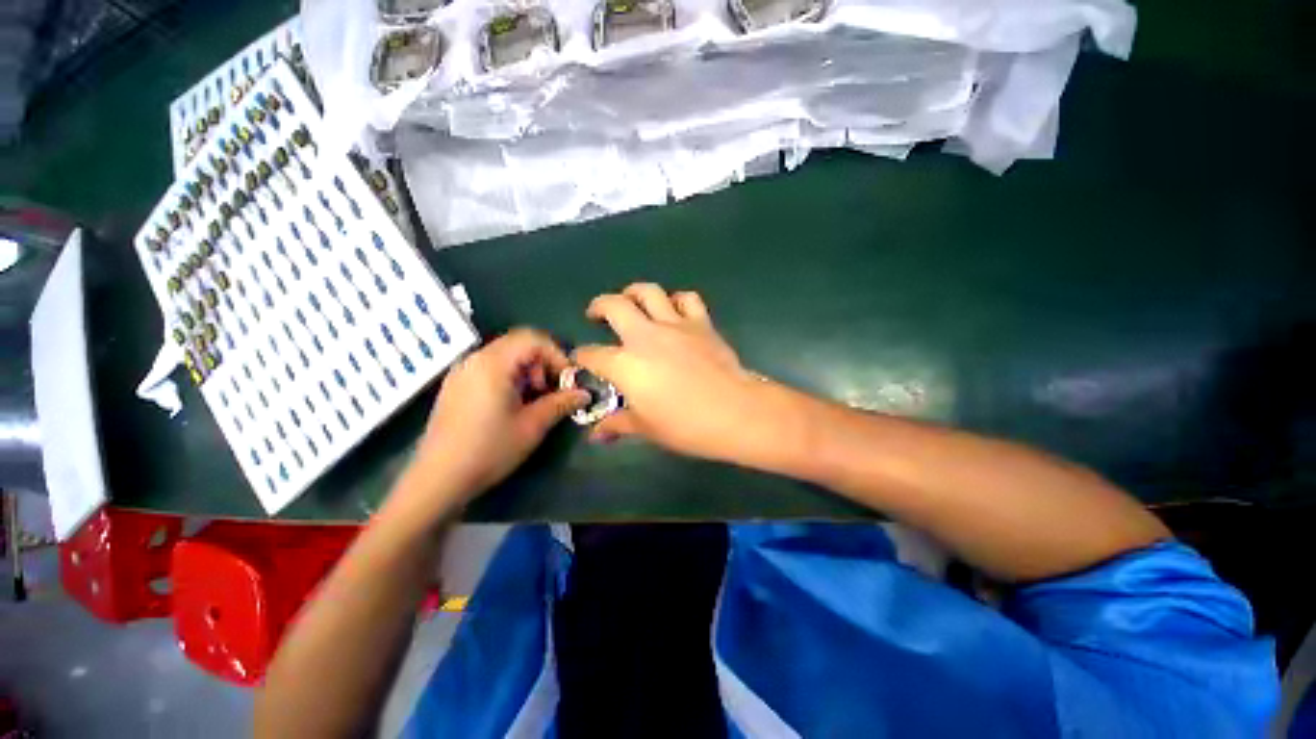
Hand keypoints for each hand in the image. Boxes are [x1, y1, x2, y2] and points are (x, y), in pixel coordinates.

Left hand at [401, 329, 587, 510]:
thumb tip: (585, 393)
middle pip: (518, 344)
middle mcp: (474, 359)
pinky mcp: (455, 386)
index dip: (556, 354)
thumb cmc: (489, 449)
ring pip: (504, 356)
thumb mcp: (532, 426)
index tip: (567, 379)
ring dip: (527, 371)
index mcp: (493, 363)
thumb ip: (561, 403)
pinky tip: (512, 405)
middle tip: (550, 391)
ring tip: (533, 400)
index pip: (532, 339)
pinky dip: (509, 377)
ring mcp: (461, 372)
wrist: (438, 479)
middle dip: (542, 363)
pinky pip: (489, 368)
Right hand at [574, 283, 764, 460]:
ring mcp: (674, 325)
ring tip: (631, 302)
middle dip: (598, 306)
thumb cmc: (685, 426)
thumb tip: (596, 435)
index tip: (581, 360)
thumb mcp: (646, 429)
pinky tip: (674, 310)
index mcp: (625, 364)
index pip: (592, 354)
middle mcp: (644, 336)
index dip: (582, 357)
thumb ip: (617, 425)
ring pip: (648, 291)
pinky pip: (687, 299)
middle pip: (613, 306)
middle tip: (596, 314)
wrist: (734, 412)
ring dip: (633, 292)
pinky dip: (677, 300)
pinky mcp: (701, 323)